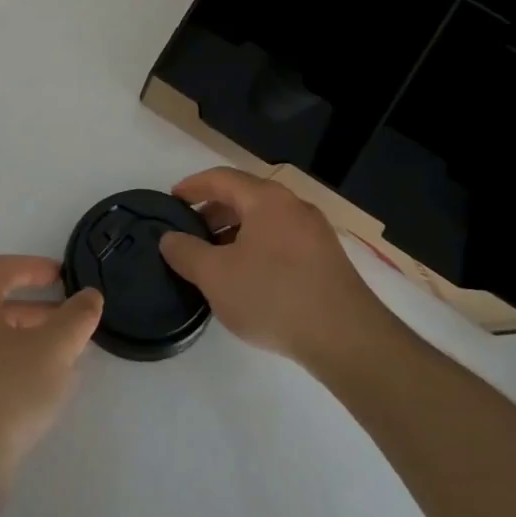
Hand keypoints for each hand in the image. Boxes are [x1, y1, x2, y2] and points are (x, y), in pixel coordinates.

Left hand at [0, 256, 102, 489]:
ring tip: (65, 357)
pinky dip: (17, 365)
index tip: (63, 277)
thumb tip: (89, 296)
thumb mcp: (54, 349)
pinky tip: (42, 390)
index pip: (2, 269)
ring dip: (31, 339)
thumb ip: (76, 317)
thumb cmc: (7, 392)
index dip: (35, 267)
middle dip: (38, 308)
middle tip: (71, 320)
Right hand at [159, 168, 389, 367]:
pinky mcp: (327, 260)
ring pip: (265, 221)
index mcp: (266, 199)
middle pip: (245, 197)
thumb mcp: (216, 276)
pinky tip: (247, 278)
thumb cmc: (273, 295)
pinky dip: (257, 248)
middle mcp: (293, 206)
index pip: (222, 178)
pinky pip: (282, 241)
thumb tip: (169, 238)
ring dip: (235, 233)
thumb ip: (186, 252)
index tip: (172, 199)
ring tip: (214, 259)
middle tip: (189, 233)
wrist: (346, 338)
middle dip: (213, 212)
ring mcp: (315, 233)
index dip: (193, 186)